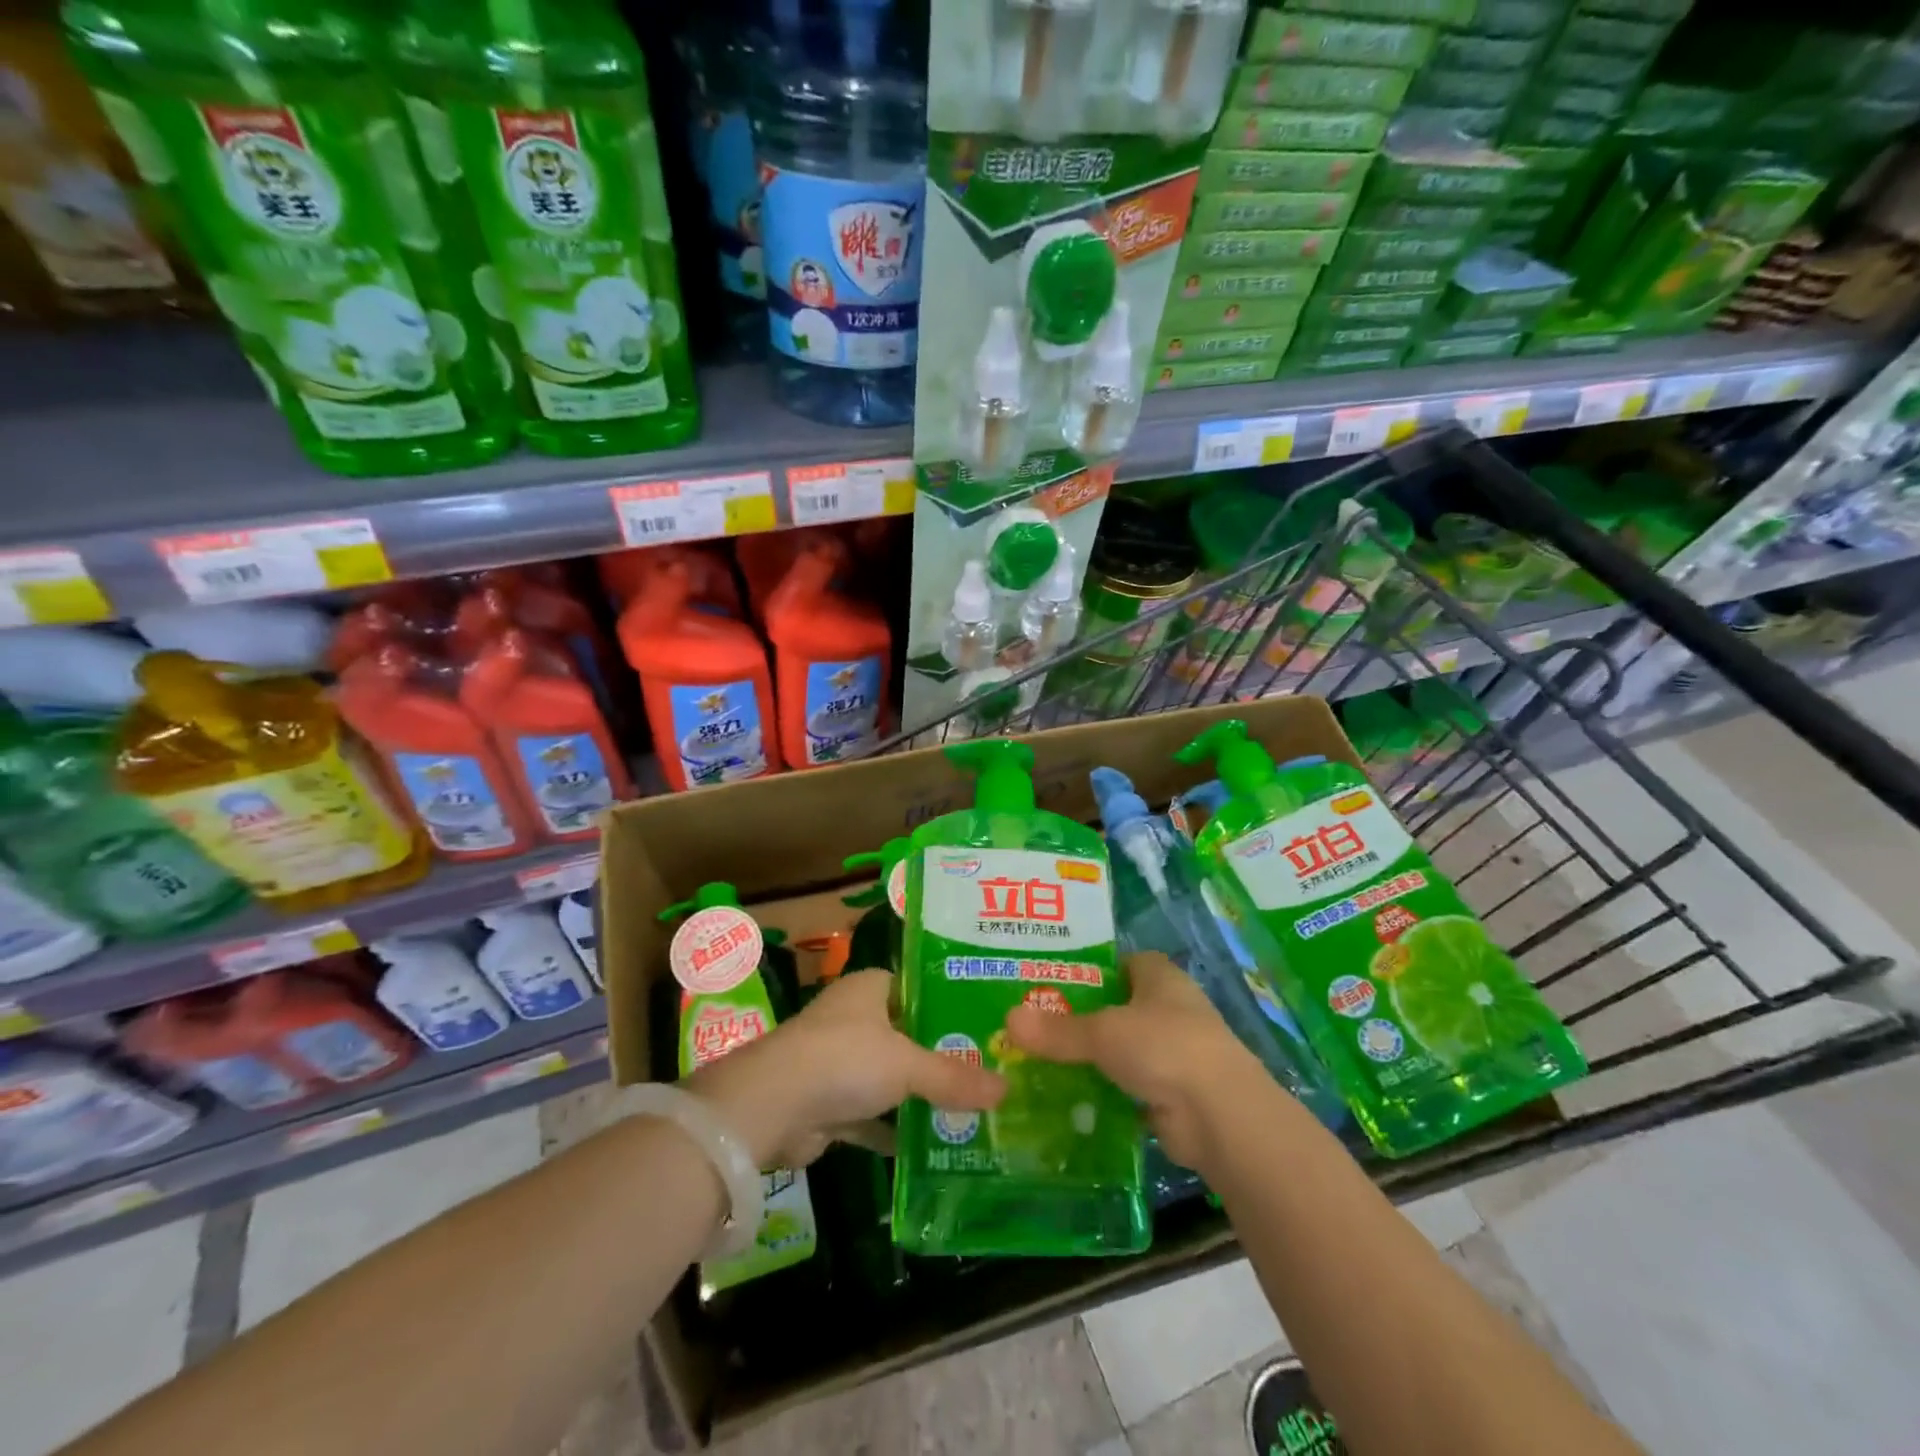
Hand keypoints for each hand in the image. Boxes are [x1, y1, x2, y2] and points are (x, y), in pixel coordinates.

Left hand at [684, 970, 1004, 1168]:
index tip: (987, 1021)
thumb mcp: (907, 1065)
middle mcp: (853, 1019)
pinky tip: (933, 1145)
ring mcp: (839, 1061)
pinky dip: (896, 1129)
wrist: (770, 1107)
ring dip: (919, 1095)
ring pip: (890, 1076)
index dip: (950, 1002)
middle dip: (942, 1054)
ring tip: (972, 1108)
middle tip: (991, 1069)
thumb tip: (1007, 1089)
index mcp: (869, 989)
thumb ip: (955, 1077)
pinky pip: (873, 1114)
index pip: (917, 986)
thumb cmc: (843, 1060)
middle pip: (907, 1034)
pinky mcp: (829, 1103)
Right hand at [1004, 951, 1267, 1175]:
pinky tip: (1070, 1101)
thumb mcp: (1103, 1033)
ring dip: (1094, 1059)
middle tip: (1037, 1024)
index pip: (1125, 962)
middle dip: (1085, 1017)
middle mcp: (1171, 1010)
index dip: (1094, 968)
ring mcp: (1175, 1054)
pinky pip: (1129, 1088)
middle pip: (1121, 1007)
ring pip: (1124, 1050)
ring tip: (1043, 1063)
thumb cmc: (1164, 1047)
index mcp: (1161, 978)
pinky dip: (1106, 1094)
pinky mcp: (1173, 1095)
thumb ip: (1058, 1030)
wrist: (1220, 1116)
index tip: (1055, 979)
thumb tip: (1008, 1020)